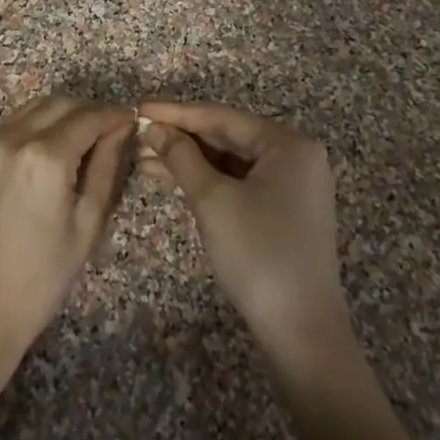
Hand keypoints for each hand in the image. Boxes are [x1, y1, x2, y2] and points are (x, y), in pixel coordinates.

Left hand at [0, 95, 134, 367]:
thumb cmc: (40, 278)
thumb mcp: (86, 225)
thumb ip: (105, 168)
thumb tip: (120, 130)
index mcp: (45, 156)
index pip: (89, 117)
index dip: (115, 115)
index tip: (132, 120)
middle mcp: (14, 138)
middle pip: (61, 103)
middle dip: (90, 110)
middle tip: (112, 131)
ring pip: (35, 107)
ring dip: (64, 113)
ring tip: (85, 139)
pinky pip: (15, 123)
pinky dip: (39, 123)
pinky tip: (54, 149)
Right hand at [137, 102, 351, 367]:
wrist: (302, 331)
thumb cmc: (258, 254)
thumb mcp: (213, 200)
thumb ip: (182, 157)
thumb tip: (155, 129)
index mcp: (288, 144)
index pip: (222, 117)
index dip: (176, 113)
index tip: (138, 108)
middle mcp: (296, 156)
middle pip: (228, 137)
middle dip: (181, 138)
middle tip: (138, 136)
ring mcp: (294, 185)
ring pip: (232, 161)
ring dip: (190, 161)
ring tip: (145, 159)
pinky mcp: (286, 210)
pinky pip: (241, 182)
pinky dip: (209, 181)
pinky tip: (175, 180)